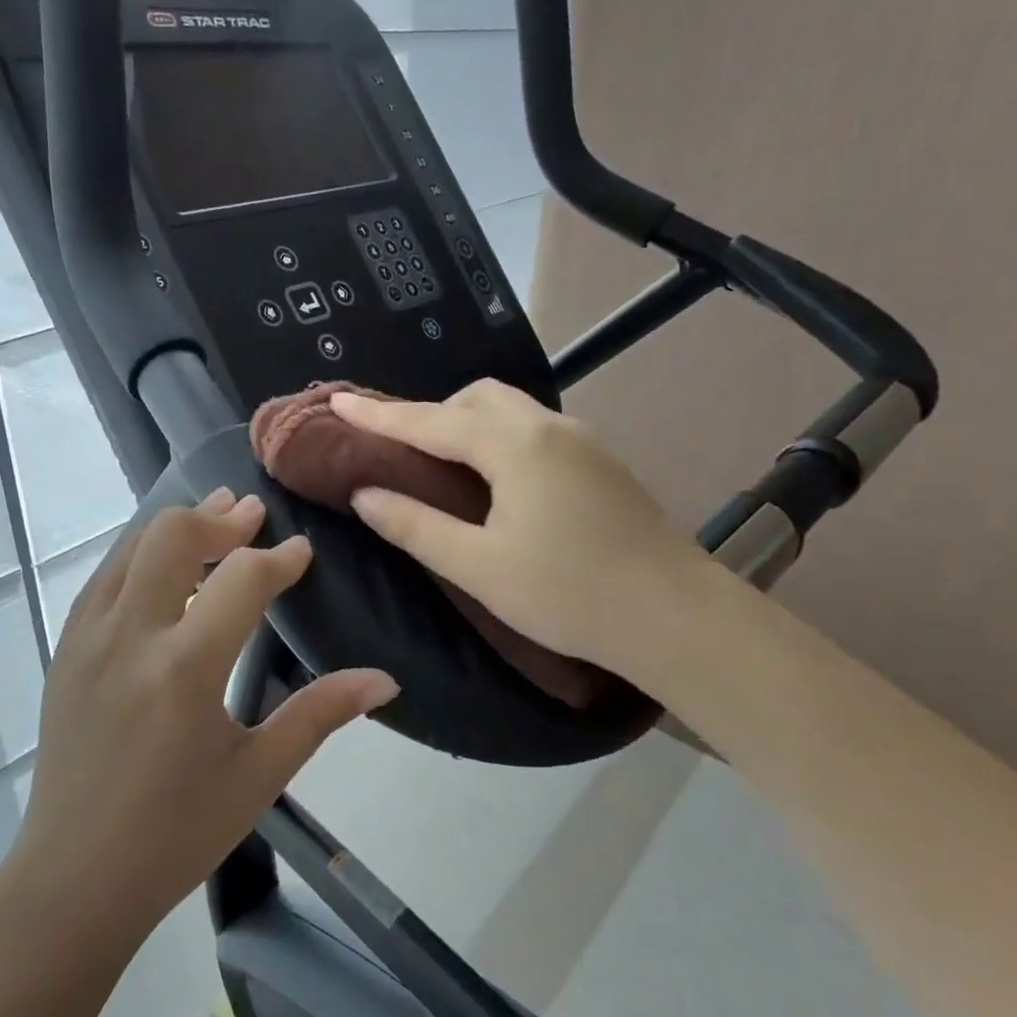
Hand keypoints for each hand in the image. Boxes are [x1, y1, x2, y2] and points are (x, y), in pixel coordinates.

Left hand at [8, 489, 398, 936]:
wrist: (74, 877)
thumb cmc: (176, 834)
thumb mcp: (258, 776)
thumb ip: (320, 714)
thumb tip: (385, 679)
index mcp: (184, 671)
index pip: (242, 581)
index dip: (279, 559)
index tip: (302, 552)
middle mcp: (130, 636)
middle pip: (174, 536)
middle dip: (221, 520)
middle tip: (254, 516)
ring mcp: (87, 637)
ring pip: (132, 545)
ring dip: (178, 526)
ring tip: (216, 518)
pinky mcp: (65, 647)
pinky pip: (104, 575)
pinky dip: (141, 553)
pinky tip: (164, 563)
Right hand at [331, 380, 719, 684]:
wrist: (678, 618)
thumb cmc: (568, 593)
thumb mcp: (478, 565)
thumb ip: (415, 524)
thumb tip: (365, 493)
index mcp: (514, 445)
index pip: (430, 420)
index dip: (379, 414)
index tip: (338, 400)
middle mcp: (548, 427)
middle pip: (476, 398)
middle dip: (431, 413)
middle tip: (399, 450)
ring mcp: (582, 441)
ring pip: (509, 410)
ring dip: (467, 424)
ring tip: (441, 464)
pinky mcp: (601, 462)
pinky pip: (533, 430)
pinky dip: (497, 438)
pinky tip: (495, 480)